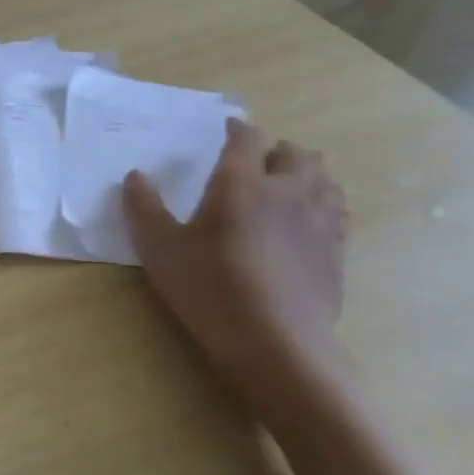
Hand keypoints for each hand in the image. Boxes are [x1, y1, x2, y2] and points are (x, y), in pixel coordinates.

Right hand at [124, 119, 348, 422]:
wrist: (277, 345)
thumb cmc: (210, 288)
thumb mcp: (160, 248)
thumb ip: (144, 208)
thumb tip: (135, 176)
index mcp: (242, 184)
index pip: (247, 139)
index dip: (236, 129)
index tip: (227, 129)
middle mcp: (287, 193)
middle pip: (298, 154)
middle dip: (278, 150)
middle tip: (258, 161)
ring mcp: (319, 223)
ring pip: (325, 180)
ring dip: (307, 175)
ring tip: (287, 187)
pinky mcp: (337, 253)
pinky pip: (337, 213)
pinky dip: (322, 206)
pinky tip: (306, 225)